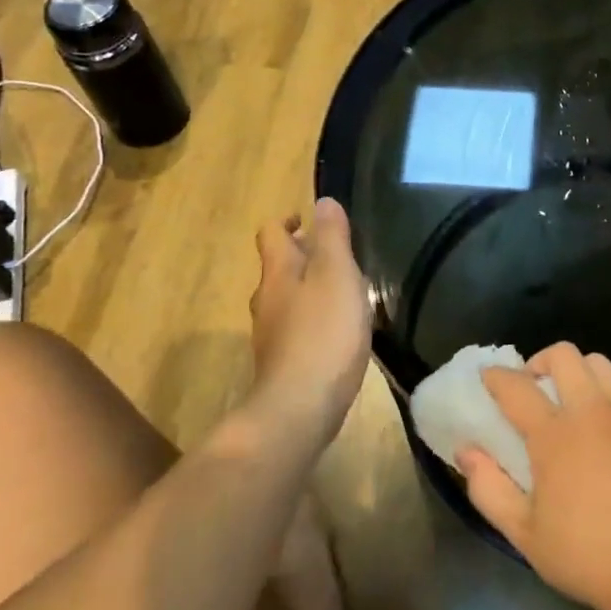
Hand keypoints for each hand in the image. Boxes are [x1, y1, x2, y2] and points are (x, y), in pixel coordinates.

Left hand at [249, 199, 372, 433]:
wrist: (301, 407)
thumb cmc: (324, 332)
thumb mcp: (337, 275)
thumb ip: (332, 237)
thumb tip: (322, 202)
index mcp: (278, 273)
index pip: (271, 234)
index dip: (287, 221)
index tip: (307, 220)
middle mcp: (267, 300)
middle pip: (278, 267)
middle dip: (302, 255)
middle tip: (336, 255)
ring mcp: (271, 335)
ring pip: (287, 299)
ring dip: (309, 288)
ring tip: (343, 291)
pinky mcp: (282, 363)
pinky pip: (296, 328)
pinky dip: (313, 319)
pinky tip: (337, 331)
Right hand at [458, 343, 610, 609]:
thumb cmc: (585, 555)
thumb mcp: (523, 532)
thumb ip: (488, 488)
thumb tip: (465, 450)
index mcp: (555, 436)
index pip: (516, 386)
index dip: (496, 376)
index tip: (488, 378)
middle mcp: (592, 411)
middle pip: (563, 355)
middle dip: (540, 362)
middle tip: (535, 388)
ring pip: (599, 364)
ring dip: (578, 373)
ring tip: (573, 402)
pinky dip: (609, 394)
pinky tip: (608, 425)